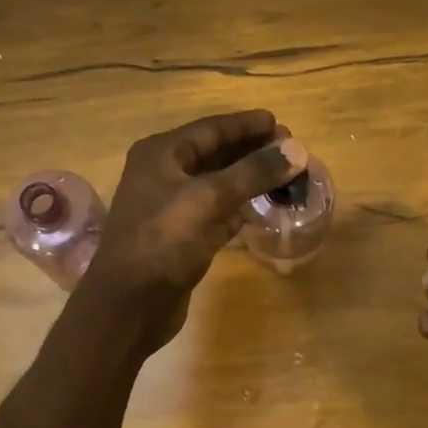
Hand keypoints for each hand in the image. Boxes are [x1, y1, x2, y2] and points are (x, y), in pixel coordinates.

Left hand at [80, 110, 306, 348]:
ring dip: (249, 180)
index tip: (280, 123)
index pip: (211, 129)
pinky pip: (217, 214)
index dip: (246, 125)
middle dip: (251, 151)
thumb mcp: (208, 199)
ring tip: (284, 175)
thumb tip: (297, 150)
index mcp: (161, 155)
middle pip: (215, 155)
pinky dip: (240, 208)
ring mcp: (173, 209)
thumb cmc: (163, 242)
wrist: (130, 304)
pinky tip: (263, 207)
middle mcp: (164, 175)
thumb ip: (253, 173)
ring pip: (218, 185)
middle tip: (290, 151)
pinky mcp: (184, 239)